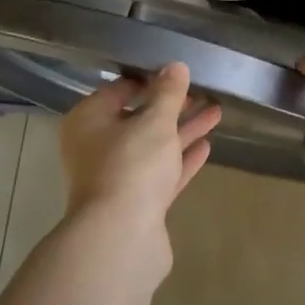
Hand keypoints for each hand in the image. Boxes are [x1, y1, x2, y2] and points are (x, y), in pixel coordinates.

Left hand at [59, 63, 219, 236]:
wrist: (122, 238)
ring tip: (215, 113)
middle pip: (138, 119)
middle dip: (171, 107)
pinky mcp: (136, 204)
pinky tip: (206, 146)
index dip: (148, 80)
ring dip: (183, 131)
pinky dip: (181, 159)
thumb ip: (168, 93)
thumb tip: (176, 65)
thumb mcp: (155, 122)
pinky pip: (161, 173)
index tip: (176, 73)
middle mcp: (97, 147)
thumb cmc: (131, 166)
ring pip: (153, 147)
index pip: (118, 90)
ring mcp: (116, 178)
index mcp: (88, 121)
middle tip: (201, 92)